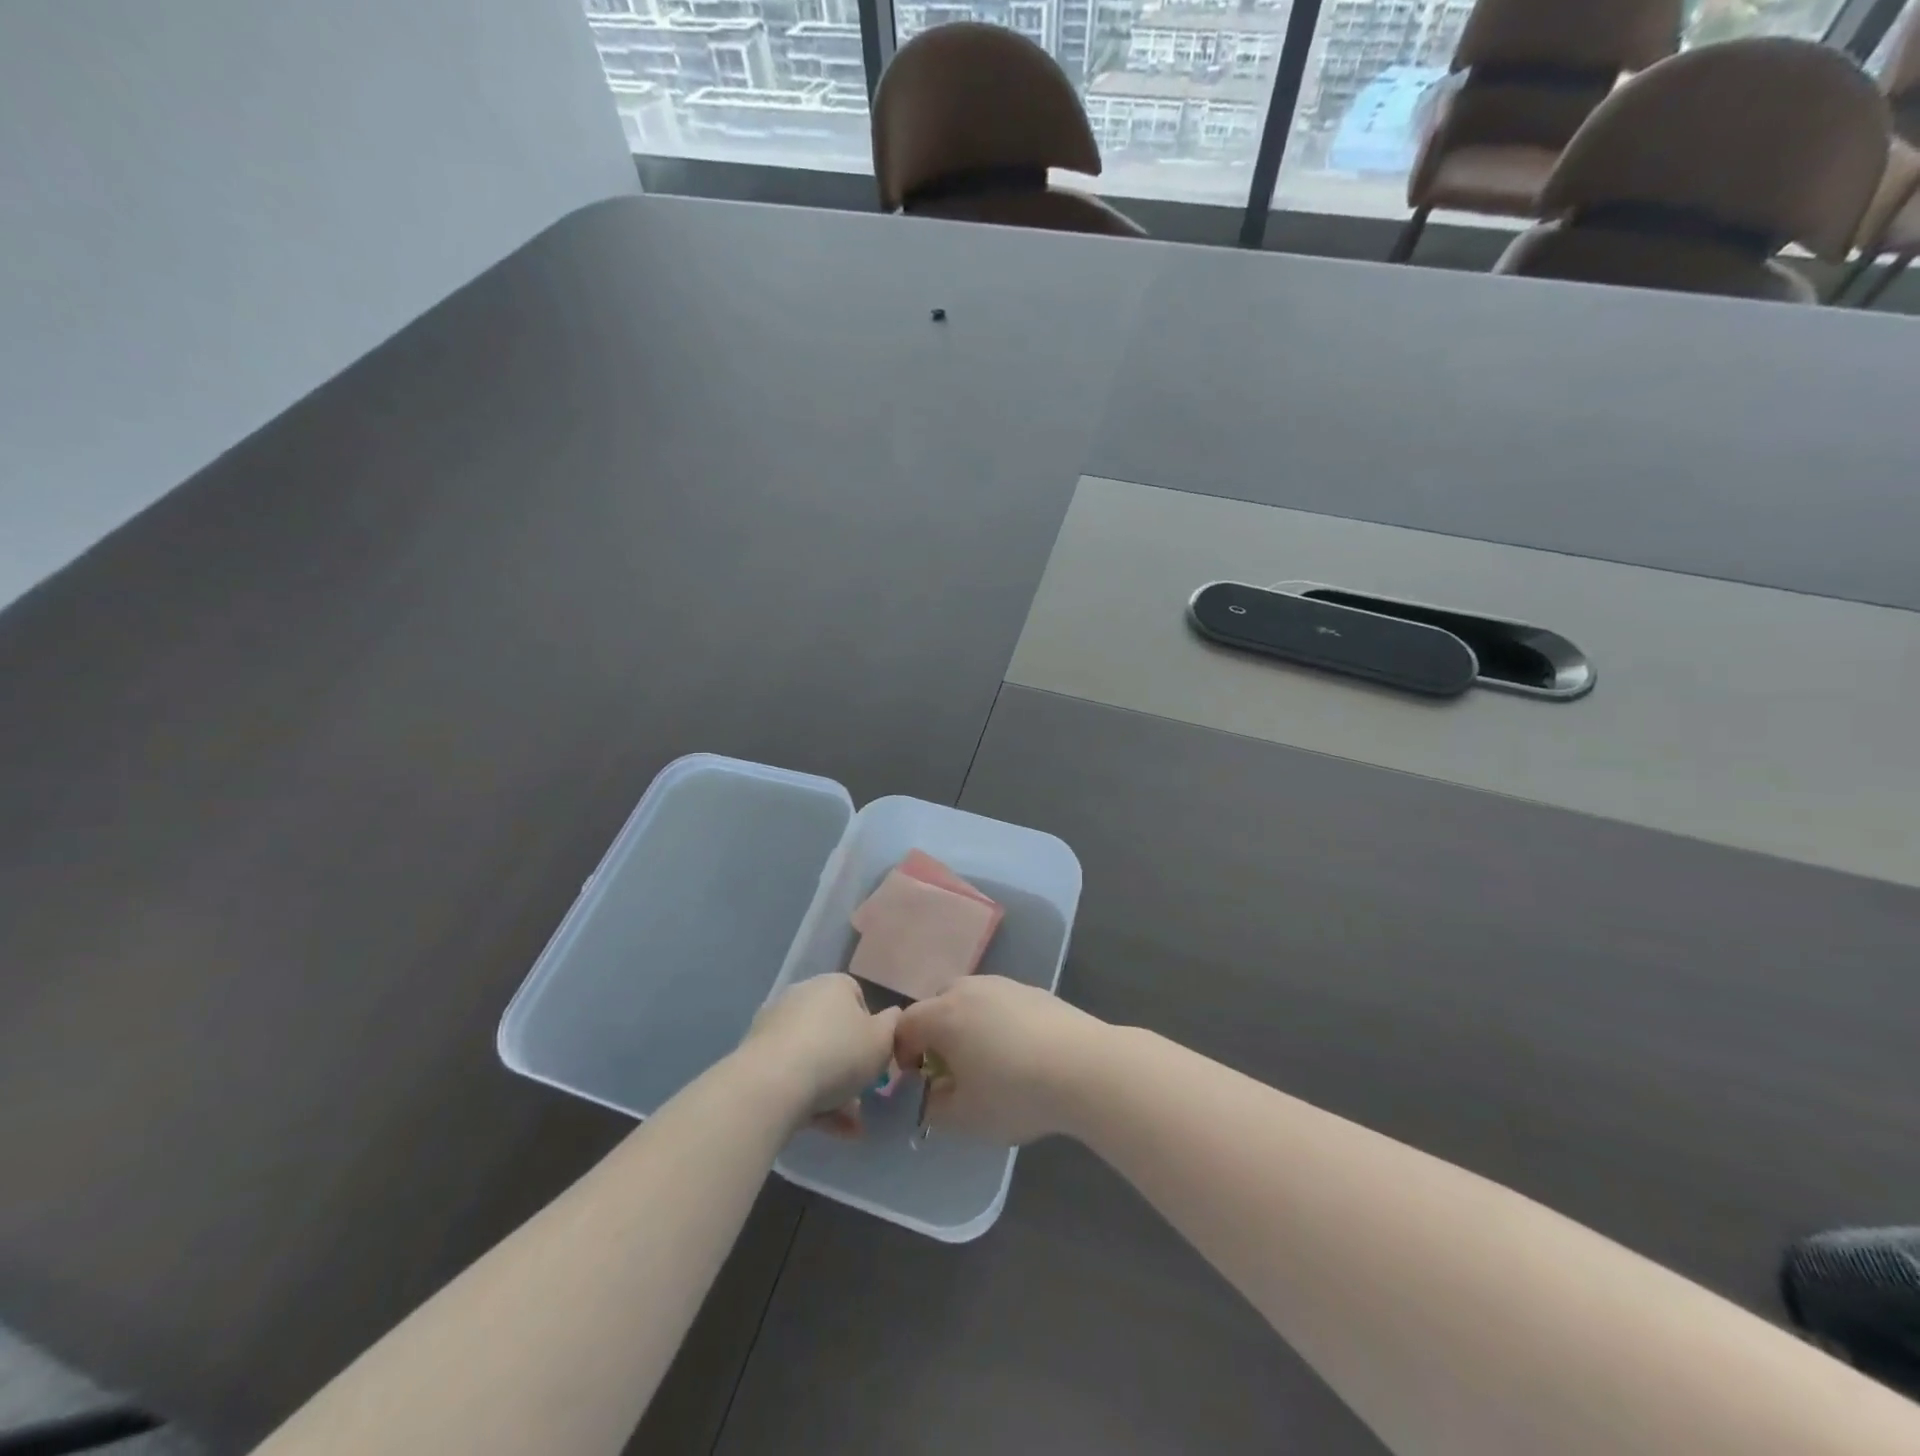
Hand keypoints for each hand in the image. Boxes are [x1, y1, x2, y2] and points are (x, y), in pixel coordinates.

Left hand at [741, 974, 898, 1136]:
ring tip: (849, 1126)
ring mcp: (775, 1026)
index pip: (857, 997)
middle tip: (862, 1094)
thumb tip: (893, 1017)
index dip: (870, 1028)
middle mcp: (801, 996)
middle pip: (833, 1030)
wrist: (771, 1084)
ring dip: (832, 1089)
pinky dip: (809, 1099)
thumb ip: (893, 1026)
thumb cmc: (837, 1054)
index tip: (875, 1056)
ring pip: (812, 1057)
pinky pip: (791, 1075)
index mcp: (833, 985)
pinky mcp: (755, 1057)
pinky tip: (827, 1129)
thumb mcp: (882, 1041)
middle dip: (849, 1064)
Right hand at [892, 977, 1111, 1144]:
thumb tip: (931, 1095)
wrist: (1085, 1067)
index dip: (902, 1053)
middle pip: (937, 1006)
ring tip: (988, 1062)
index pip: (905, 1025)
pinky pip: (1001, 1004)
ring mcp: (1004, 985)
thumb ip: (934, 1107)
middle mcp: (969, 989)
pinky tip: (1021, 1054)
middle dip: (935, 1036)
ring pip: (971, 1002)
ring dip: (968, 1027)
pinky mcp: (1034, 991)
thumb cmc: (1015, 1092)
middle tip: (950, 1070)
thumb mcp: (965, 1117)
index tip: (917, 1081)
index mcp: (943, 1015)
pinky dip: (998, 1024)